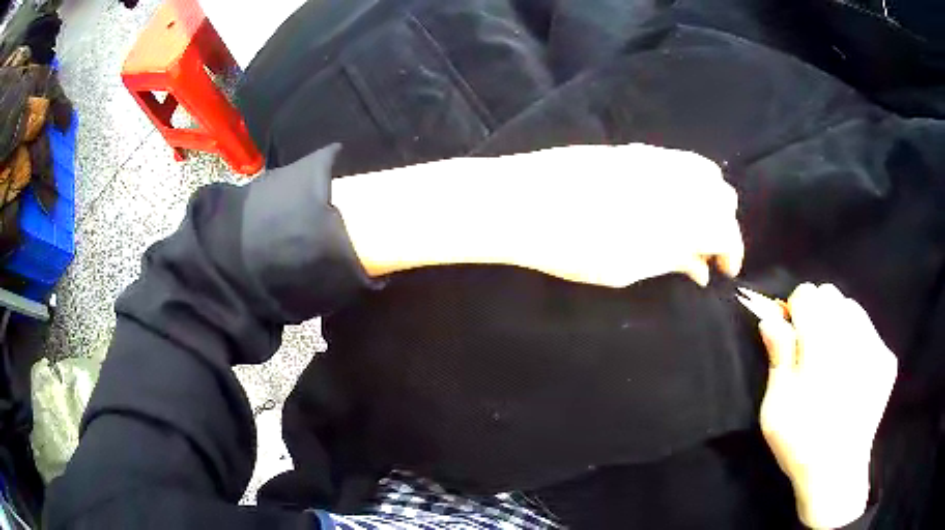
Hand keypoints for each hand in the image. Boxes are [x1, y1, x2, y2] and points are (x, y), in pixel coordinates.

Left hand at [334, 143, 742, 287]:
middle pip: (721, 193)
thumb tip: (702, 266)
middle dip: (722, 223)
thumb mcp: (628, 267)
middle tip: (706, 250)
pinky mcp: (629, 149)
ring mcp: (651, 155)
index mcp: (680, 209)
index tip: (724, 270)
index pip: (725, 227)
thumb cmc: (570, 245)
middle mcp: (674, 174)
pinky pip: (674, 159)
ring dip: (706, 199)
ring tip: (689, 227)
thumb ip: (673, 260)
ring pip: (702, 171)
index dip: (731, 251)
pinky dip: (684, 181)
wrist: (517, 201)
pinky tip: (667, 201)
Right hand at [756, 284, 896, 528]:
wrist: (837, 473)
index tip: (792, 335)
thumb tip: (772, 319)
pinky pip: (869, 332)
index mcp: (821, 343)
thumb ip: (778, 357)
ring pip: (853, 309)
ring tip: (833, 361)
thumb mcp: (775, 407)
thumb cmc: (800, 442)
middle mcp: (852, 335)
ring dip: (839, 324)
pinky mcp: (887, 360)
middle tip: (812, 350)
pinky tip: (851, 374)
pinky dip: (857, 342)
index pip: (807, 294)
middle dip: (818, 313)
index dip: (795, 311)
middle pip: (832, 295)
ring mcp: (875, 345)